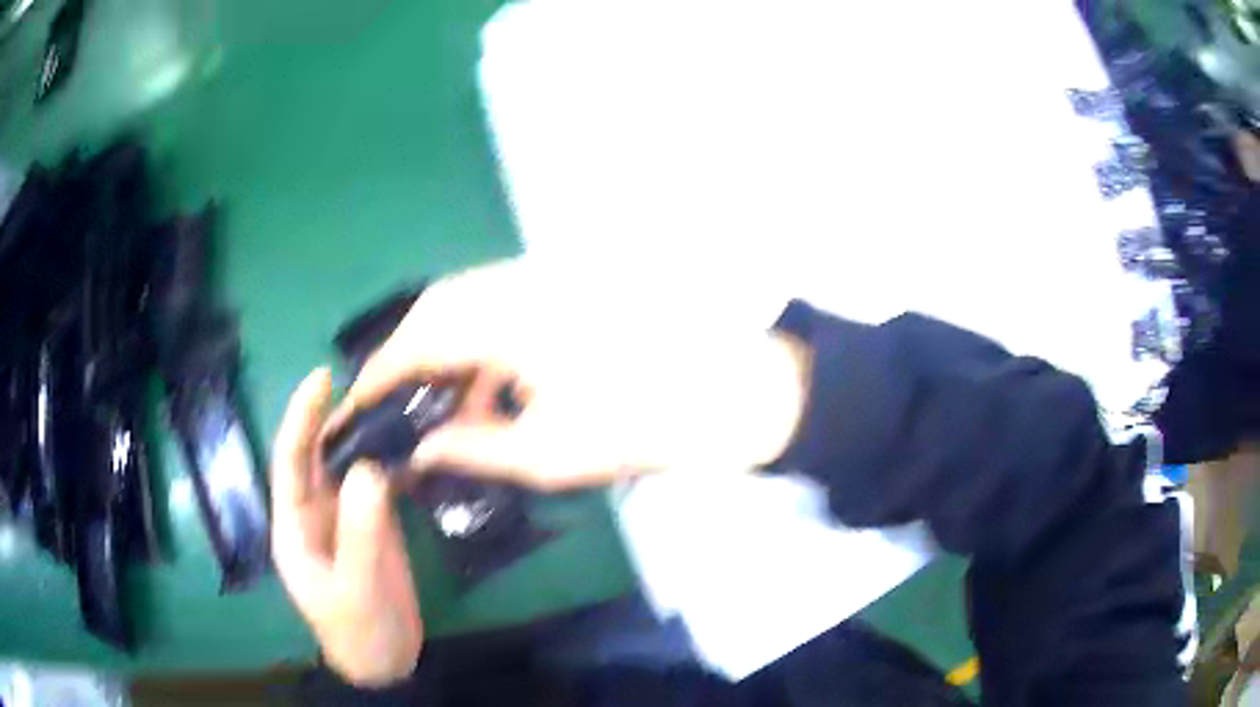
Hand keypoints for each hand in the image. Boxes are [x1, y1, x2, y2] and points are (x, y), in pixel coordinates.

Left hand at [271, 369, 422, 686]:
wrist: (385, 662)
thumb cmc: (357, 630)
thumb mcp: (355, 586)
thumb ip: (359, 531)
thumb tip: (368, 466)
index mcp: (294, 524)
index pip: (290, 460)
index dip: (302, 417)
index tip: (323, 377)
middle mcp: (314, 512)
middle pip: (320, 454)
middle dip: (336, 416)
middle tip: (372, 382)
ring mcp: (346, 518)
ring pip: (349, 465)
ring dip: (367, 435)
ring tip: (395, 403)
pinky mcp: (373, 527)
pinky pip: (378, 485)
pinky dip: (392, 462)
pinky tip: (413, 444)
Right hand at [333, 258, 810, 490]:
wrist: (726, 390)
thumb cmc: (639, 426)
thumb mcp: (546, 452)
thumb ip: (471, 448)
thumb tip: (418, 451)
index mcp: (508, 317)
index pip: (420, 338)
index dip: (381, 372)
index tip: (358, 404)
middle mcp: (519, 280)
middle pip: (439, 306)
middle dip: (409, 354)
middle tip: (396, 403)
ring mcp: (547, 274)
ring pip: (470, 300)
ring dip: (446, 346)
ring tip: (441, 401)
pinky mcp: (567, 283)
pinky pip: (502, 303)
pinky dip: (482, 339)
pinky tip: (491, 384)